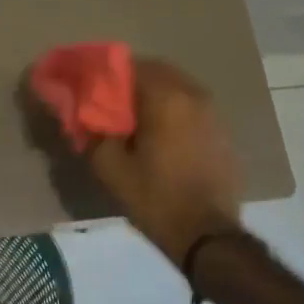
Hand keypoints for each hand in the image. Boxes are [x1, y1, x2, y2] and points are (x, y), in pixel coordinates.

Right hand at [85, 57, 242, 268]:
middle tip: (110, 104)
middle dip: (131, 82)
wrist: (209, 237)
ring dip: (154, 96)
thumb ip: (92, 132)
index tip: (91, 88)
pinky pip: (191, 107)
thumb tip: (80, 113)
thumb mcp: (111, 168)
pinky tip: (161, 137)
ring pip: (176, 88)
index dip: (107, 73)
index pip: (131, 65)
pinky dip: (173, 111)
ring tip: (134, 120)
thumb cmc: (156, 199)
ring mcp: (213, 112)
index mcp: (165, 96)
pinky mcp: (222, 132)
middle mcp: (193, 94)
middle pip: (156, 71)